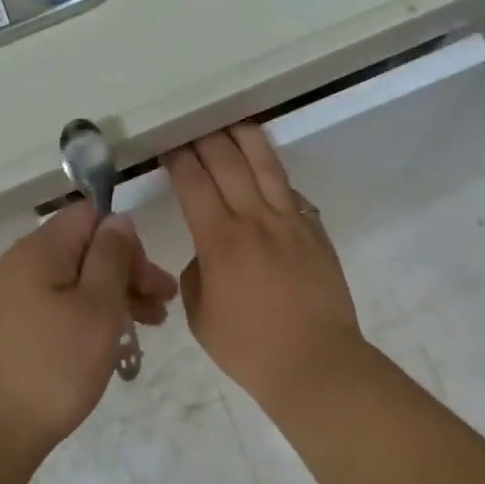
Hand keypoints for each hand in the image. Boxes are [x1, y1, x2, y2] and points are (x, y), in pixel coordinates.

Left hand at [0, 202, 176, 456]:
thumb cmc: (51, 366)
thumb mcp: (97, 308)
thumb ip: (112, 257)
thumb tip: (119, 219)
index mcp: (41, 249)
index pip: (91, 216)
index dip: (127, 241)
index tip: (149, 281)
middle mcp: (21, 265)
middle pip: (84, 250)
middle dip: (127, 273)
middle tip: (162, 308)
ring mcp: (11, 299)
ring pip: (73, 283)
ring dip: (113, 298)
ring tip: (147, 328)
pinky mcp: (10, 331)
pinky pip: (57, 309)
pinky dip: (87, 319)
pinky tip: (109, 345)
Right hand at [165, 125, 364, 411]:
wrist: (315, 362)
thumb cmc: (248, 347)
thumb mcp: (200, 316)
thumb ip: (196, 275)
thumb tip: (206, 255)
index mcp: (220, 241)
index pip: (194, 182)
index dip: (179, 159)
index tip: (169, 145)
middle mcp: (255, 220)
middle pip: (228, 162)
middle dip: (206, 138)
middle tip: (193, 125)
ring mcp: (290, 221)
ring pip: (265, 165)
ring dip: (245, 138)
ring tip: (232, 121)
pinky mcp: (314, 231)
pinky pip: (290, 191)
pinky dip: (273, 173)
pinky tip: (265, 167)